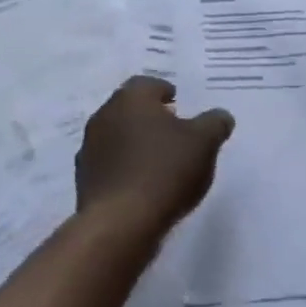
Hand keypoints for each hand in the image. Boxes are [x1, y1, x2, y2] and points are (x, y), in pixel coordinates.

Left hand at [76, 76, 234, 243]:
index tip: (178, 103)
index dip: (165, 92)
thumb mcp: (204, 143)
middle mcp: (104, 116)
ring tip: (158, 160)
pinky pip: (109, 165)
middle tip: (172, 130)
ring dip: (134, 143)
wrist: (120, 222)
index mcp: (131, 98)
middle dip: (150, 117)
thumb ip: (215, 123)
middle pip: (129, 109)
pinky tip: (142, 184)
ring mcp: (89, 148)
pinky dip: (124, 168)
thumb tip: (221, 116)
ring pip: (117, 136)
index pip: (147, 84)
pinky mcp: (84, 179)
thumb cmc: (165, 170)